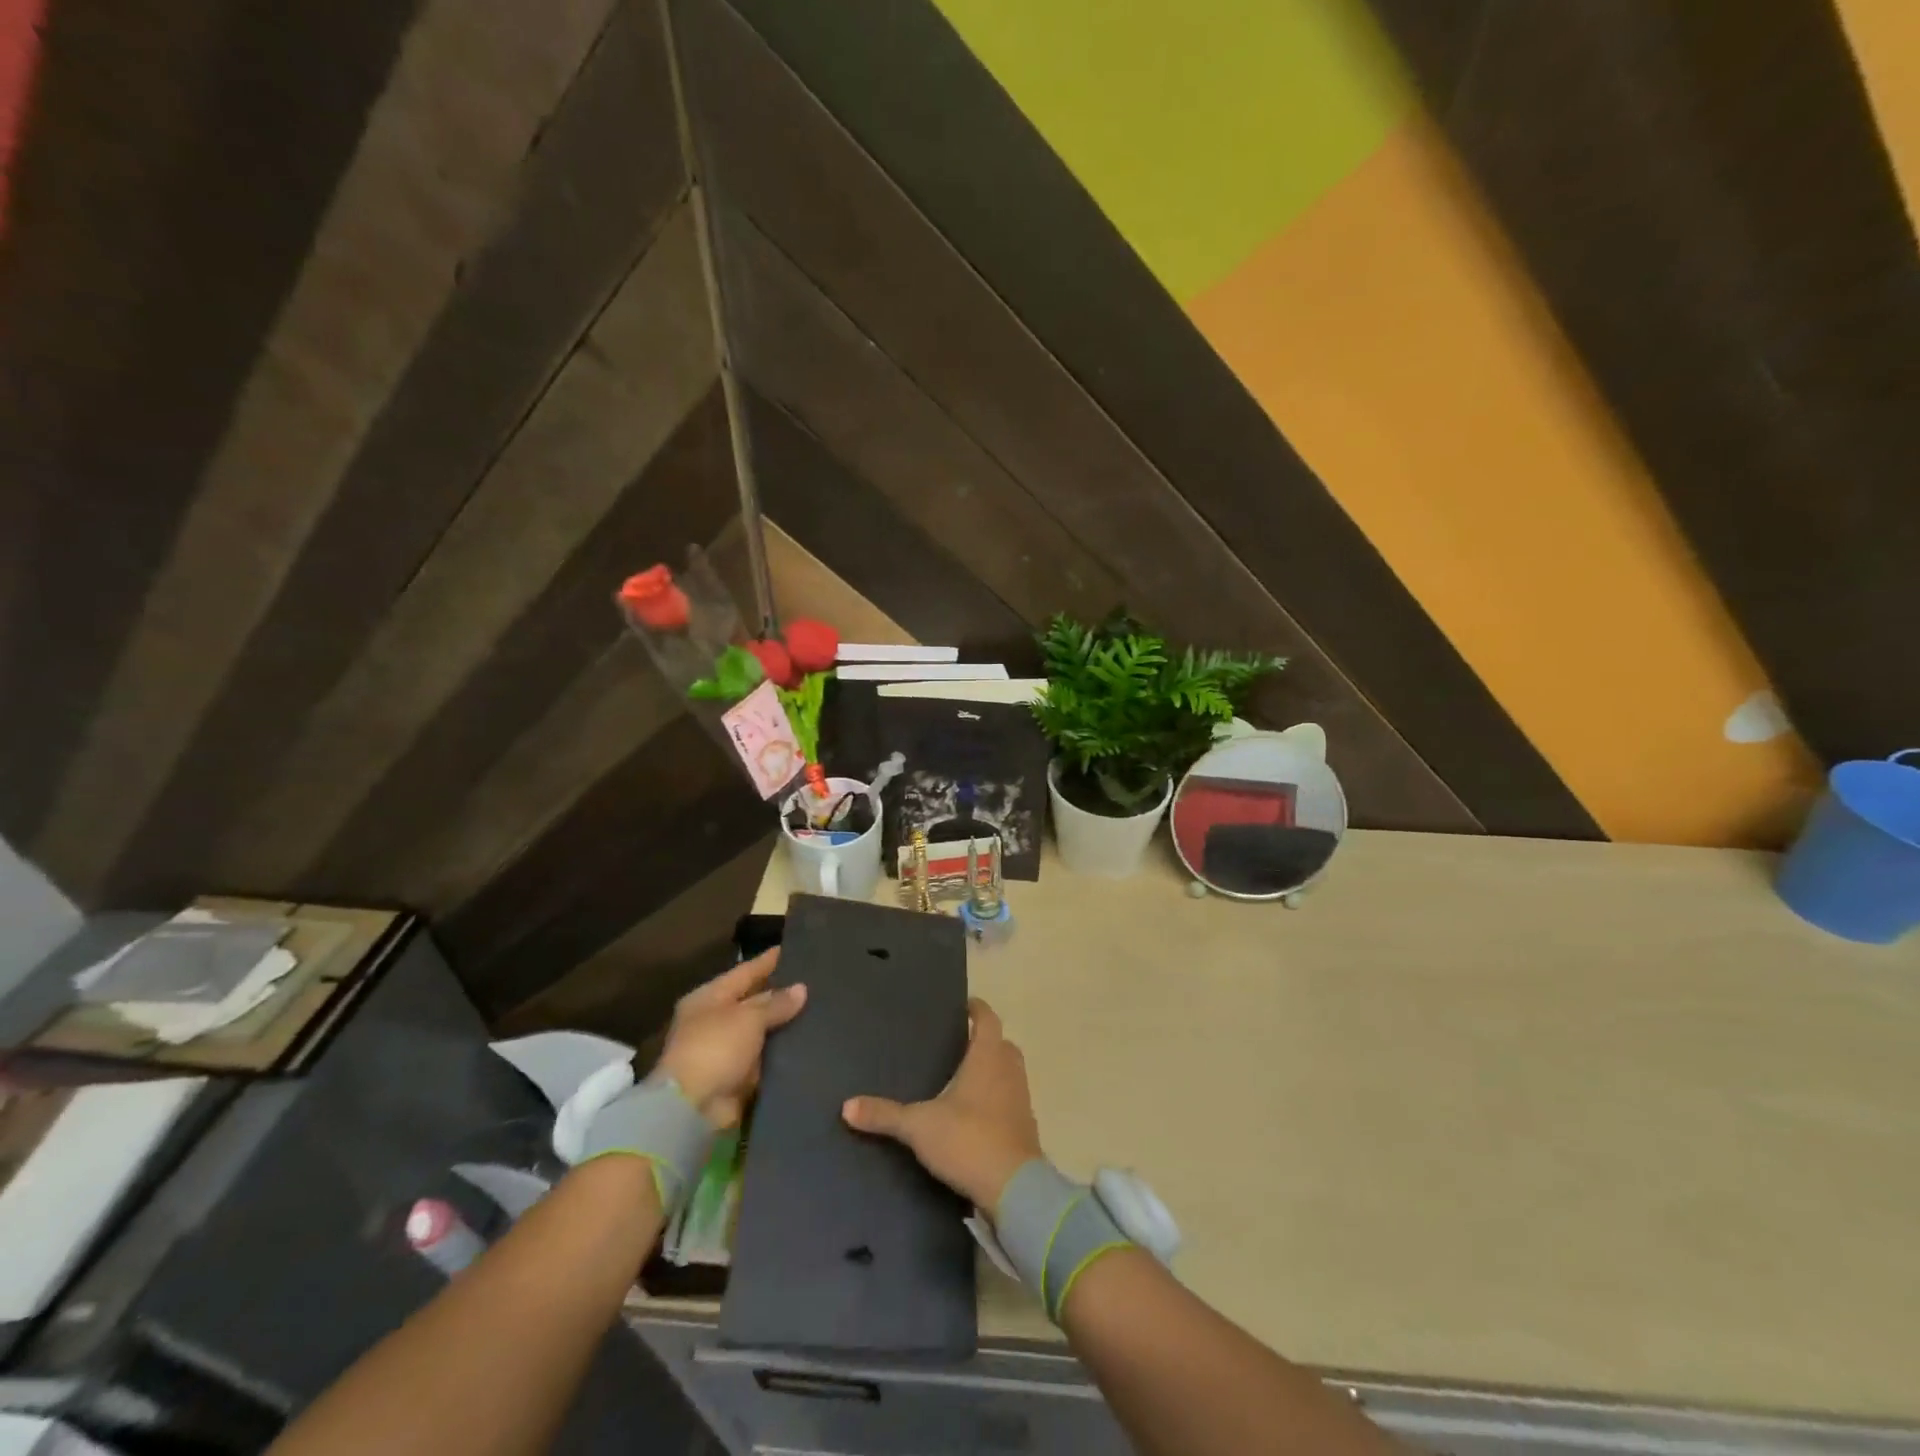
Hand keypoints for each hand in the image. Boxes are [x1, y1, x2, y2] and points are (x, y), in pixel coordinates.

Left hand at [656, 950, 805, 1128]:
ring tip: (821, 1010)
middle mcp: (715, 1020)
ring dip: (785, 1025)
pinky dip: (782, 1053)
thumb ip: (776, 1003)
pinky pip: (765, 1058)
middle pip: (753, 1001)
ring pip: (762, 1031)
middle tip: (816, 981)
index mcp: (709, 997)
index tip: (794, 949)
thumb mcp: (748, 1018)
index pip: (745, 971)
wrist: (692, 1109)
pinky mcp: (737, 1076)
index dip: (769, 961)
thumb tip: (801, 989)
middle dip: (781, 994)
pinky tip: (809, 1043)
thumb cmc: (715, 1048)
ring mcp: (725, 1050)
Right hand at [842, 998, 1042, 1211]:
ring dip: (992, 1070)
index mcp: (988, 1056)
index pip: (988, 1018)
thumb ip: (885, 1115)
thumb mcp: (919, 1126)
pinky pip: (1011, 1101)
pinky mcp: (1025, 1127)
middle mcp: (1009, 1070)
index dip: (977, 1009)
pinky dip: (997, 1100)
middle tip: (958, 1044)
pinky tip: (975, 1115)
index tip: (964, 1005)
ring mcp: (1021, 1099)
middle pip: (1001, 1044)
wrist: (1014, 1189)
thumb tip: (847, 1106)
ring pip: (1009, 1072)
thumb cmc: (968, 1140)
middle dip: (983, 1041)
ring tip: (963, 1078)